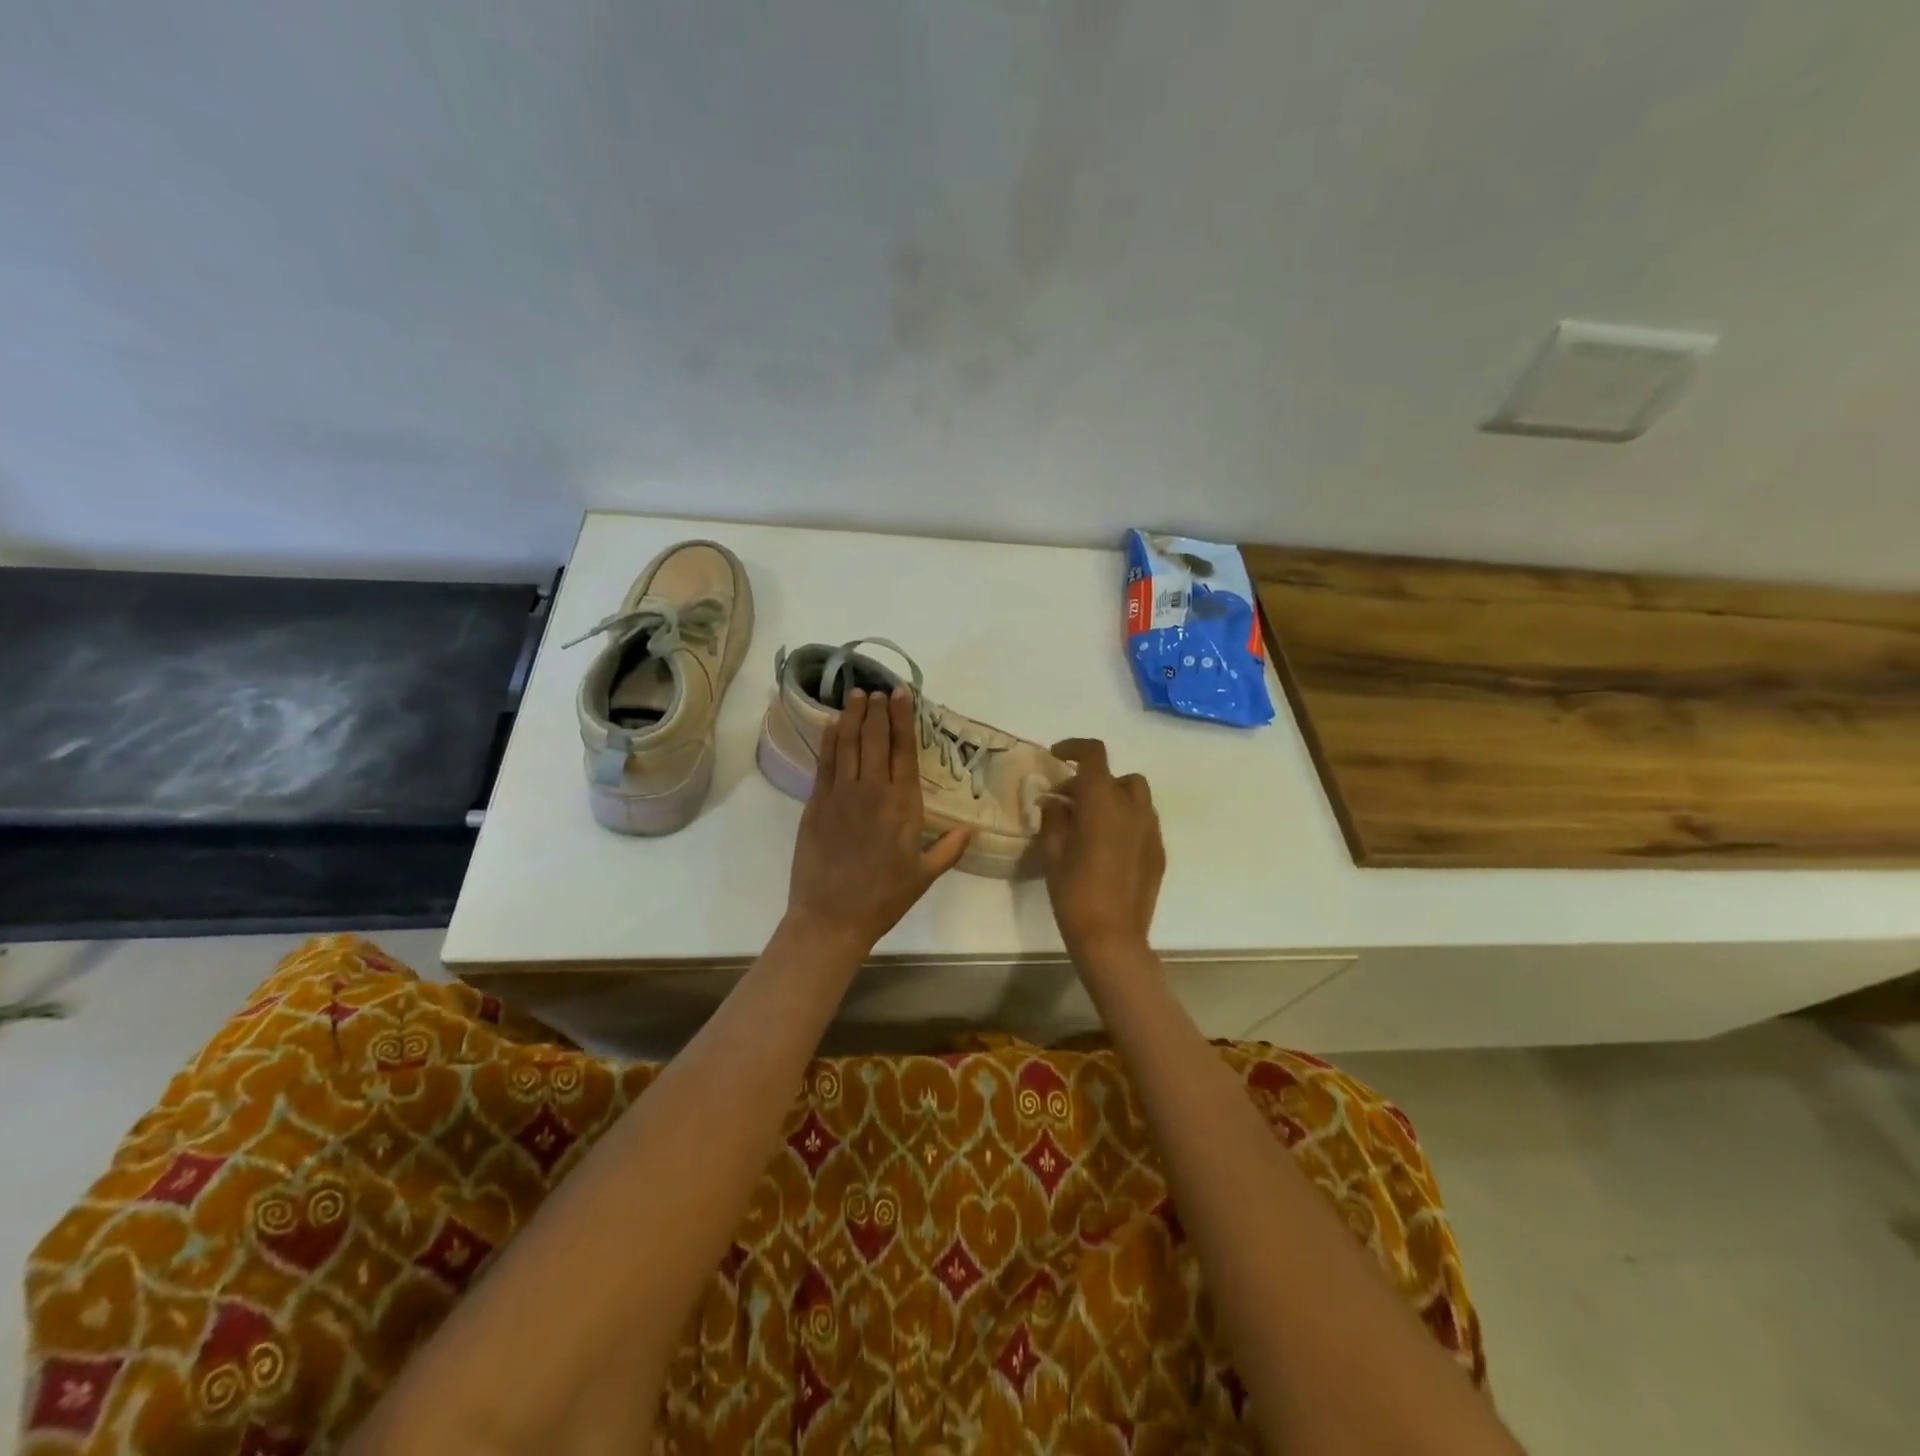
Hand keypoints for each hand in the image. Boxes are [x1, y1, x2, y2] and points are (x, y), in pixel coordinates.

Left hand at [785, 688, 971, 957]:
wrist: (832, 916)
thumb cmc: (884, 898)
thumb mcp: (925, 875)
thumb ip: (949, 848)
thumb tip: (972, 829)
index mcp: (903, 805)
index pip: (904, 750)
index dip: (903, 719)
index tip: (900, 694)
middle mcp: (873, 790)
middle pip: (876, 739)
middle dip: (878, 710)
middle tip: (879, 688)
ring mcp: (841, 794)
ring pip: (849, 744)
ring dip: (854, 716)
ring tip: (857, 694)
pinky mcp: (816, 803)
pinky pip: (825, 762)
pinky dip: (830, 739)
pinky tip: (833, 723)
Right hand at [1038, 738, 1164, 961]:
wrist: (1112, 936)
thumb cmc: (1074, 892)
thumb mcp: (1053, 852)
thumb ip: (1053, 818)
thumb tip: (1054, 801)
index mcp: (1103, 801)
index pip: (1094, 755)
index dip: (1075, 747)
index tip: (1057, 756)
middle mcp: (1132, 808)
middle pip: (1117, 776)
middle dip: (1092, 781)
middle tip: (1067, 802)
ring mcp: (1151, 830)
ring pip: (1136, 797)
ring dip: (1113, 799)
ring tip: (1090, 823)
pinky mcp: (1159, 852)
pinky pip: (1143, 822)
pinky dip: (1125, 821)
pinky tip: (1107, 847)